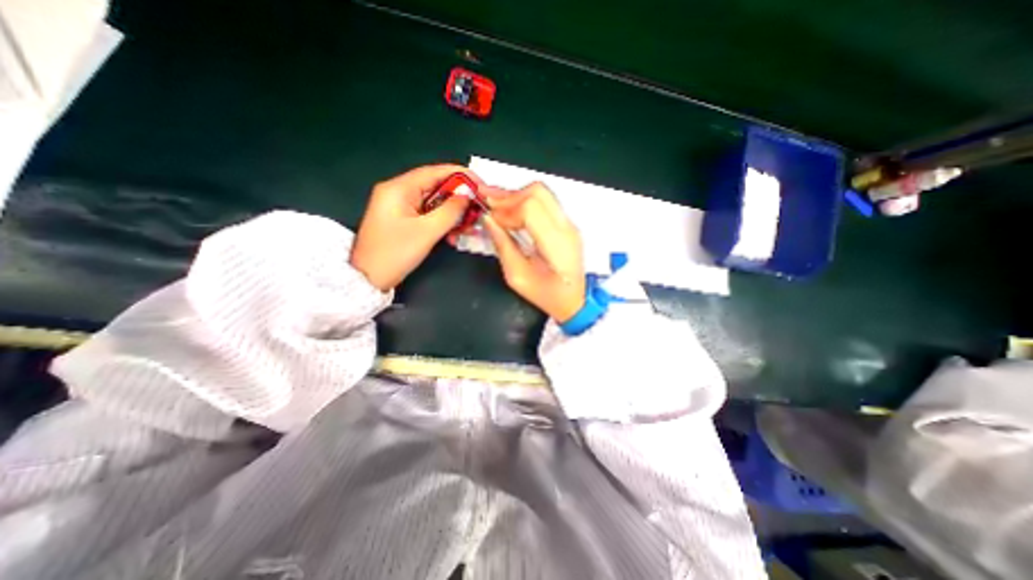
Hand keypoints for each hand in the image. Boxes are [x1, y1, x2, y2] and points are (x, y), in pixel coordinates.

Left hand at [352, 163, 479, 290]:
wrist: (368, 279)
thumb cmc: (395, 253)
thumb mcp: (427, 232)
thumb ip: (450, 211)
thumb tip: (468, 195)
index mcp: (399, 188)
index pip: (434, 172)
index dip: (460, 176)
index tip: (481, 184)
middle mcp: (398, 192)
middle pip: (435, 186)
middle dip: (458, 197)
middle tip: (478, 207)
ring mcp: (399, 206)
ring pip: (433, 202)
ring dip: (452, 212)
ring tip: (469, 224)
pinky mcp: (402, 219)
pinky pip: (427, 214)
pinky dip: (442, 221)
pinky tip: (454, 234)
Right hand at [480, 182, 584, 321]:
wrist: (574, 301)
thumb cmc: (546, 295)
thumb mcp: (517, 277)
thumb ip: (503, 246)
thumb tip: (488, 219)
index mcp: (557, 245)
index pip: (530, 209)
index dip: (506, 209)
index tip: (490, 218)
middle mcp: (567, 228)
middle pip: (538, 193)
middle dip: (509, 196)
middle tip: (489, 205)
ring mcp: (570, 224)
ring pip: (542, 193)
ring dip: (516, 196)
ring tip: (495, 204)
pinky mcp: (567, 224)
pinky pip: (545, 202)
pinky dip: (525, 201)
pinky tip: (510, 208)